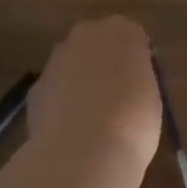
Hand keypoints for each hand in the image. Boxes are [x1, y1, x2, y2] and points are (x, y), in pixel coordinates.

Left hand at [28, 17, 163, 187]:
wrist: (82, 155)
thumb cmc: (132, 123)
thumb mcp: (152, 97)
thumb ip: (138, 79)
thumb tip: (126, 82)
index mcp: (123, 32)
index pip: (133, 38)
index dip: (137, 63)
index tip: (141, 87)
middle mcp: (86, 35)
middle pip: (98, 45)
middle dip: (104, 65)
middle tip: (117, 98)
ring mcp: (56, 59)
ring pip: (73, 66)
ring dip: (81, 83)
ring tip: (93, 120)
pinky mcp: (35, 86)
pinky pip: (56, 90)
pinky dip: (62, 104)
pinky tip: (71, 131)